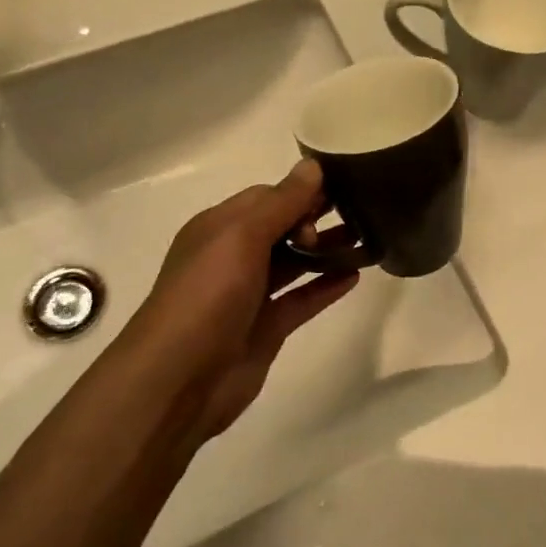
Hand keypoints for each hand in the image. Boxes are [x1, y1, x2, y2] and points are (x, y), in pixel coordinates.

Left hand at [126, 159, 359, 441]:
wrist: (178, 380)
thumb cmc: (207, 295)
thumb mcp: (242, 237)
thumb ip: (281, 202)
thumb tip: (313, 166)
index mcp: (219, 228)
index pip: (266, 197)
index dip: (300, 192)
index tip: (340, 190)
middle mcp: (233, 257)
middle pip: (281, 227)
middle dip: (316, 218)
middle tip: (359, 213)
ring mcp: (250, 294)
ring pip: (294, 263)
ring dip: (326, 250)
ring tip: (367, 238)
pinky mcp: (266, 328)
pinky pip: (301, 299)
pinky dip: (326, 287)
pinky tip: (355, 276)